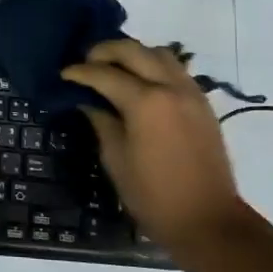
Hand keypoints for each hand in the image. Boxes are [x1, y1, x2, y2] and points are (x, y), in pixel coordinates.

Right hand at [61, 39, 247, 253]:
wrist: (208, 220)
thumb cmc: (154, 196)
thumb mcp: (116, 159)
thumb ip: (102, 122)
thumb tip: (89, 102)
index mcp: (145, 102)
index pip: (104, 74)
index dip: (80, 72)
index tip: (64, 74)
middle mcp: (169, 87)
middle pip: (133, 50)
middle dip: (105, 51)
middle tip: (86, 62)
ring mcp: (190, 92)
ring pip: (158, 52)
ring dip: (133, 53)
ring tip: (114, 67)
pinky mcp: (203, 102)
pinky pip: (175, 68)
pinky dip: (154, 65)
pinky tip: (141, 81)